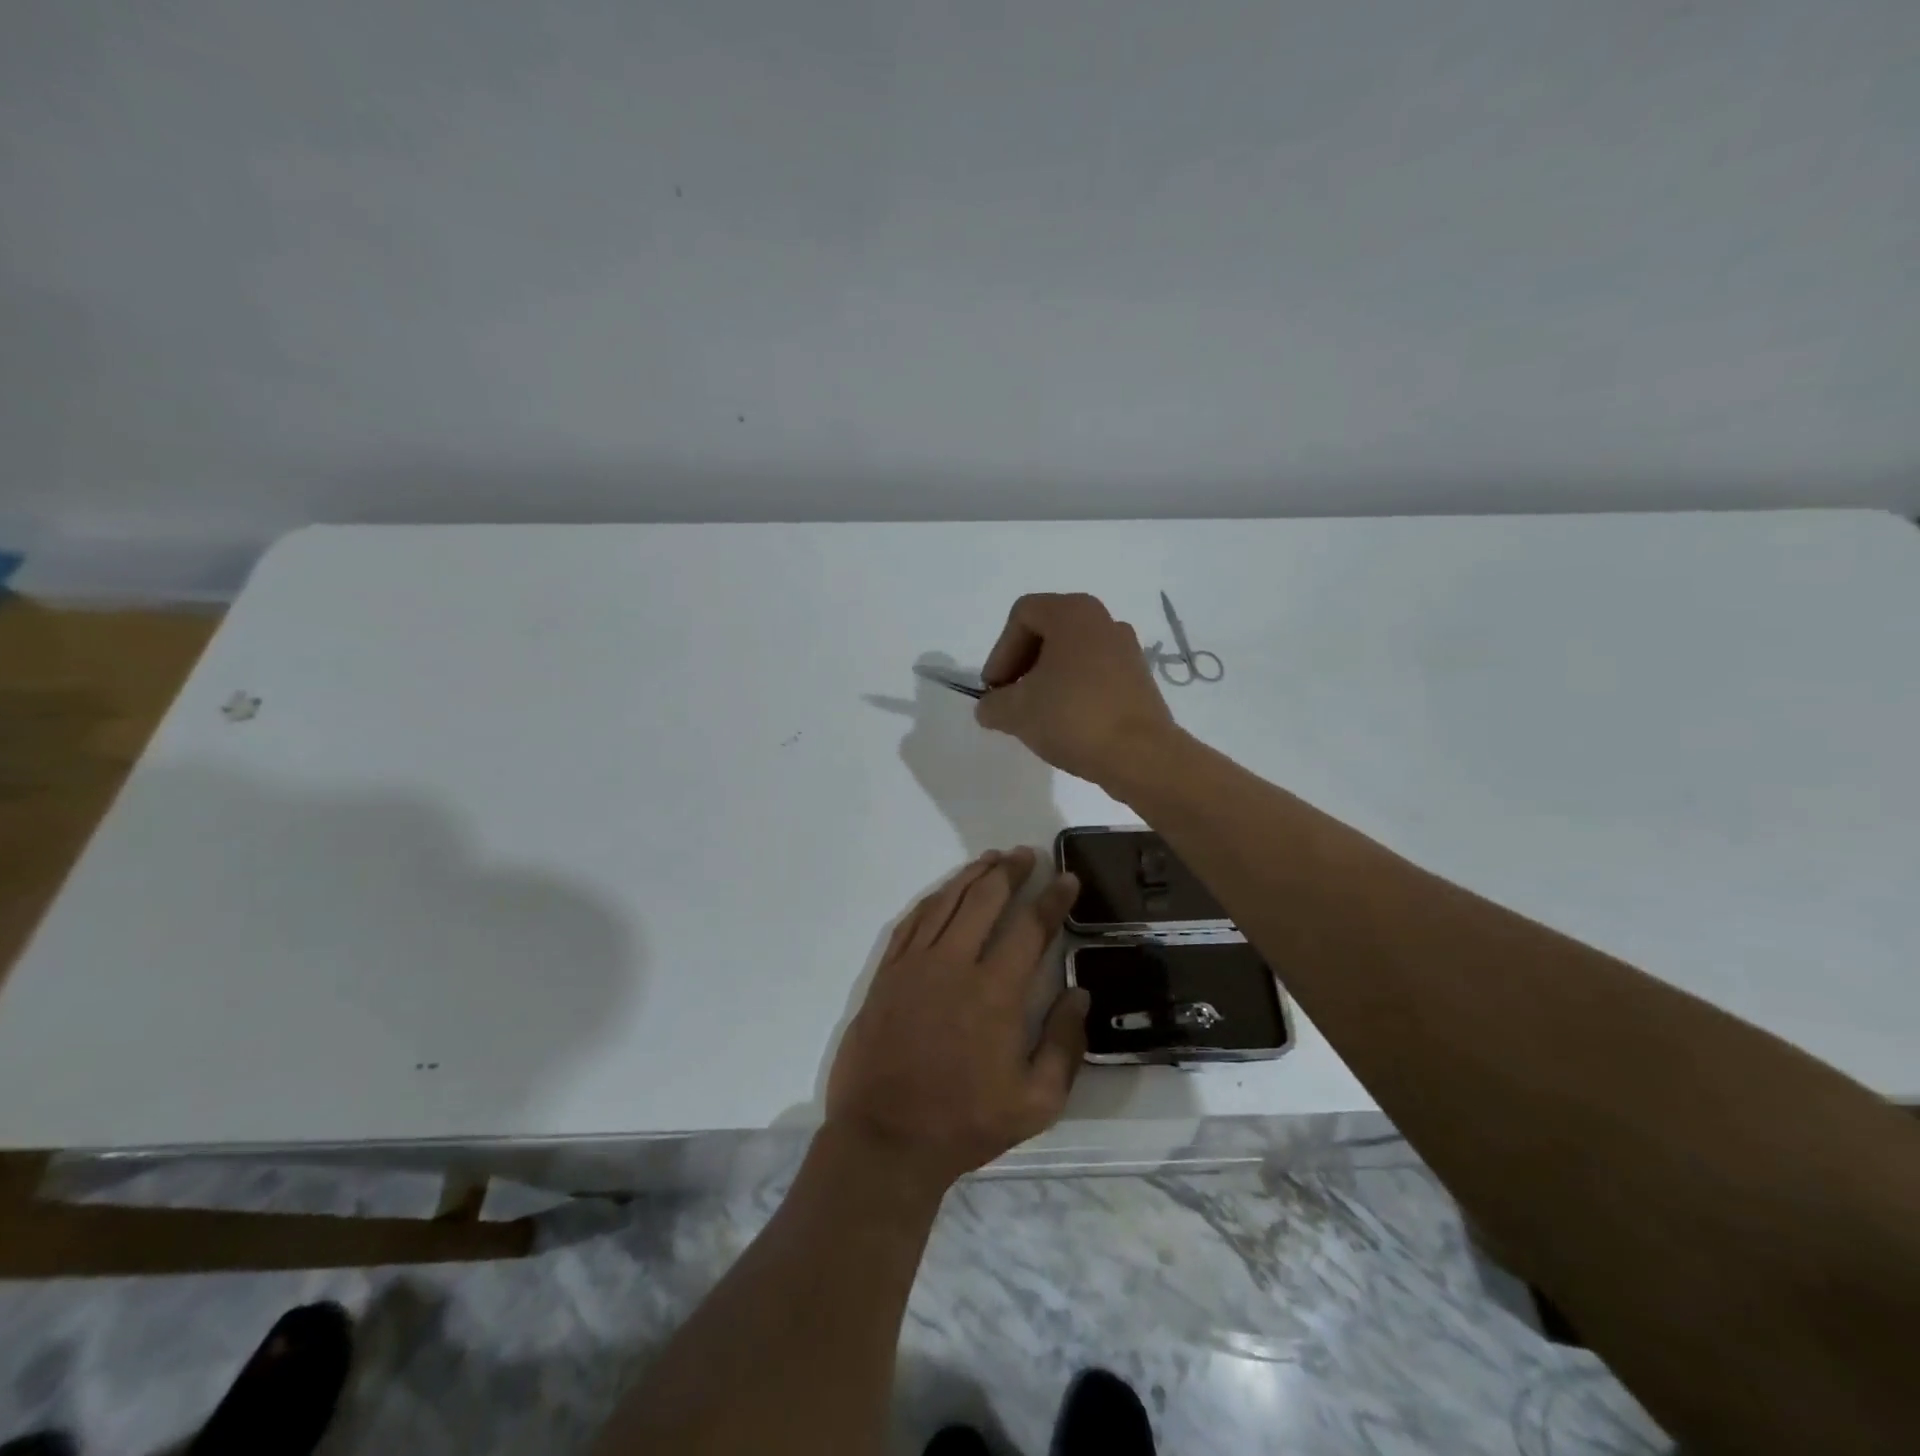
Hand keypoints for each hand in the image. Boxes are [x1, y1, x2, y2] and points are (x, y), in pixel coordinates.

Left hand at [825, 848, 1087, 1192]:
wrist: (885, 1139)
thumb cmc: (965, 1123)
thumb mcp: (1036, 1102)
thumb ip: (1065, 1044)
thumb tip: (1079, 993)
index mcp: (996, 993)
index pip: (1030, 927)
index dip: (1052, 898)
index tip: (1066, 878)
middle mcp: (955, 965)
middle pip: (985, 899)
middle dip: (1010, 871)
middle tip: (1026, 854)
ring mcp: (915, 965)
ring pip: (947, 901)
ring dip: (972, 875)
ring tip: (992, 859)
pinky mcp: (887, 973)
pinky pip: (912, 921)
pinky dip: (933, 898)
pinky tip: (946, 891)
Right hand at [974, 593, 1178, 790]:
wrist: (1140, 755)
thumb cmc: (1072, 718)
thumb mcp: (1015, 712)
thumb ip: (992, 705)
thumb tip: (990, 707)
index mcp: (1072, 613)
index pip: (1022, 616)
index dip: (1000, 652)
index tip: (996, 690)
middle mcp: (1103, 620)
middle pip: (1048, 631)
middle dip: (1022, 664)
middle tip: (1011, 699)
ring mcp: (1126, 648)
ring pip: (1072, 653)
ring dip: (1047, 678)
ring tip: (1037, 714)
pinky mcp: (1139, 677)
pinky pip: (1095, 672)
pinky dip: (1074, 689)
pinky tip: (1067, 722)